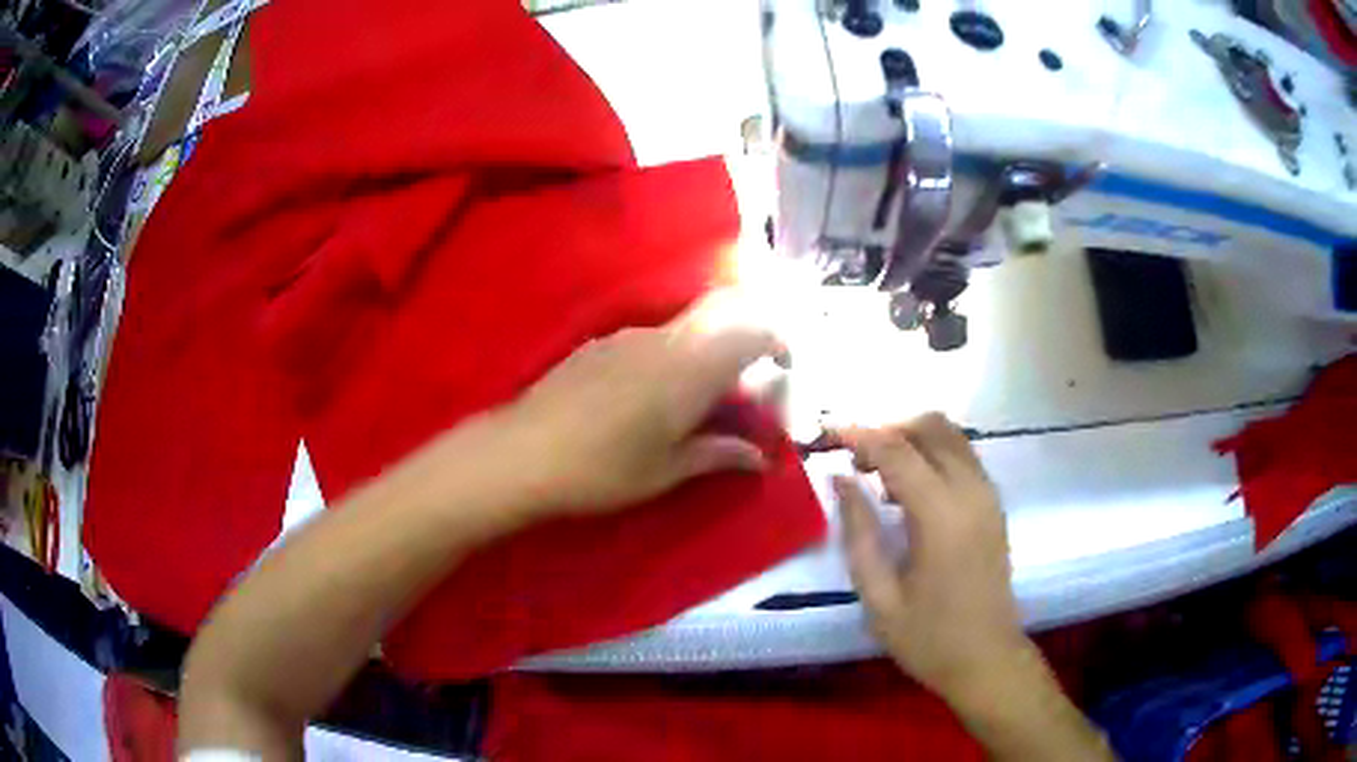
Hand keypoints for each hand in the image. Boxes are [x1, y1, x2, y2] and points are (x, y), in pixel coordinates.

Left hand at [500, 290, 781, 516]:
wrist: (521, 453)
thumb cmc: (602, 470)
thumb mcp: (666, 471)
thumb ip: (717, 454)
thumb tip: (760, 459)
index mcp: (690, 369)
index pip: (751, 329)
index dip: (777, 338)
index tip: (785, 365)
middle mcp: (663, 339)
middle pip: (721, 309)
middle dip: (748, 329)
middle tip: (753, 371)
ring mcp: (627, 337)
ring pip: (685, 326)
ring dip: (707, 347)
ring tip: (702, 397)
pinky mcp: (599, 345)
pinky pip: (652, 339)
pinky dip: (672, 355)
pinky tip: (651, 397)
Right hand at [833, 414, 1028, 703]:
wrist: (987, 659)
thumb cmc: (928, 638)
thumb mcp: (879, 597)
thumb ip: (858, 533)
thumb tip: (840, 479)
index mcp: (941, 516)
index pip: (897, 451)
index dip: (859, 435)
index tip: (826, 433)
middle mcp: (971, 492)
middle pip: (931, 426)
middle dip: (888, 428)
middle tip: (855, 458)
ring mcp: (988, 495)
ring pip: (951, 435)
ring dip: (912, 438)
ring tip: (878, 474)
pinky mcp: (994, 504)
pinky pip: (963, 456)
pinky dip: (933, 453)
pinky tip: (910, 489)